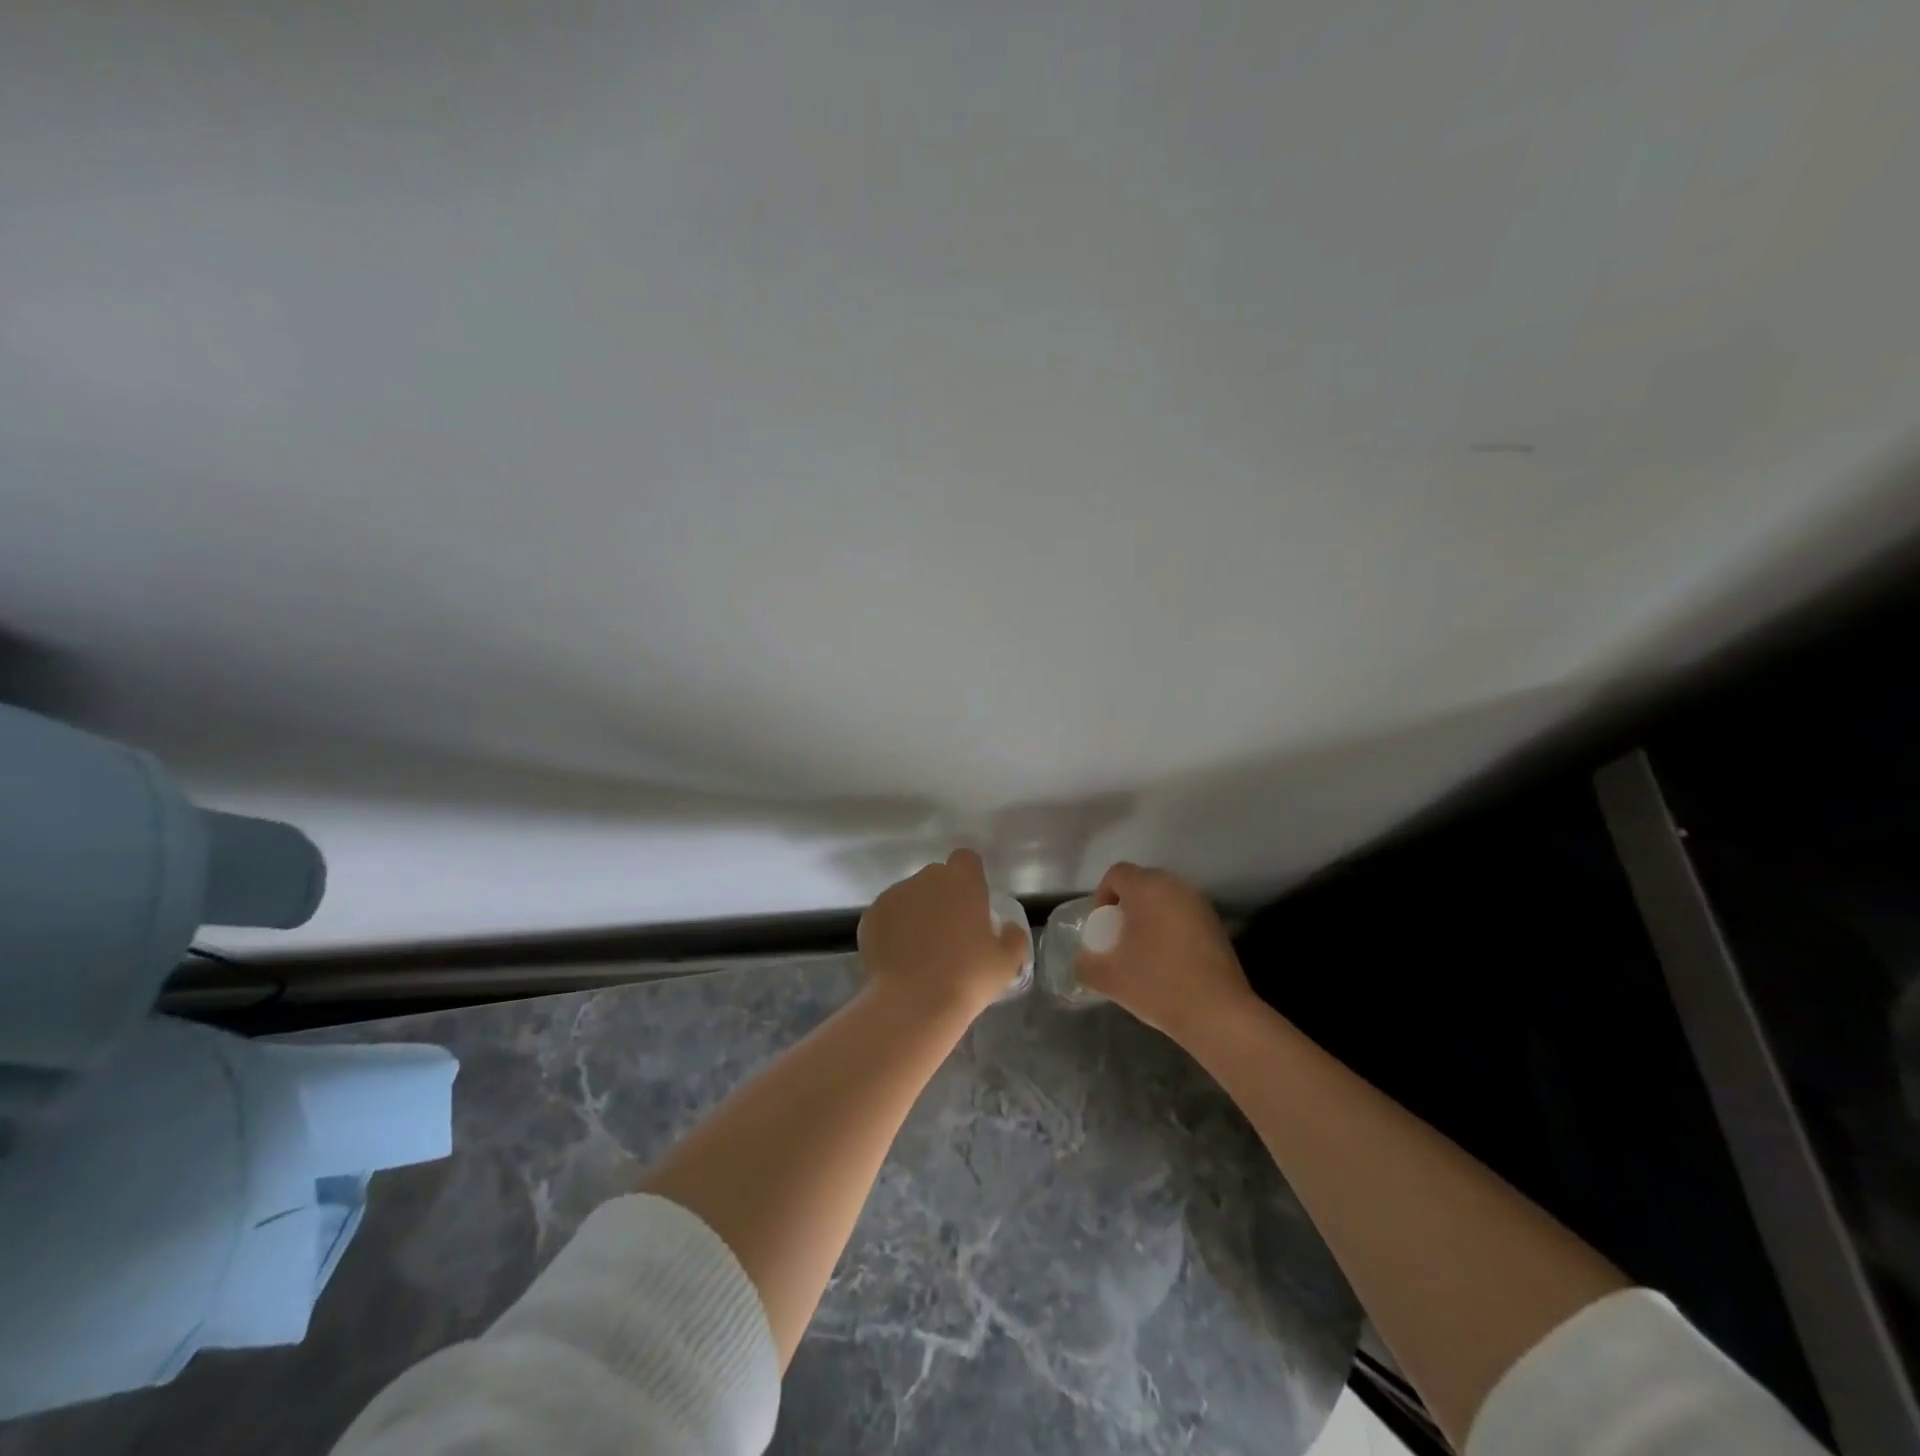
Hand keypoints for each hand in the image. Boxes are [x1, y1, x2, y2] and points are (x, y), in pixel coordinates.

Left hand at [857, 849, 1029, 1018]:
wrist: (913, 1003)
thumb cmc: (968, 978)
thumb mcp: (1006, 963)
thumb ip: (1013, 937)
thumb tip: (1008, 928)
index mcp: (962, 881)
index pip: (967, 859)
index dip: (970, 878)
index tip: (973, 904)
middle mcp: (926, 879)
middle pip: (936, 878)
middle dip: (943, 897)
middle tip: (950, 933)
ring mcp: (894, 895)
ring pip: (910, 896)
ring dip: (916, 913)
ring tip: (920, 951)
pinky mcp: (870, 916)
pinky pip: (887, 916)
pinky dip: (892, 930)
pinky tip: (899, 958)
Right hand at [1074, 863, 1254, 1044]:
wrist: (1218, 1014)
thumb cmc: (1157, 985)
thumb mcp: (1108, 978)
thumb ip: (1085, 963)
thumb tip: (1082, 959)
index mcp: (1147, 889)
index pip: (1117, 873)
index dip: (1103, 894)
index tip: (1102, 925)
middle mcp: (1176, 887)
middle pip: (1142, 882)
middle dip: (1126, 904)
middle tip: (1119, 936)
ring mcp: (1200, 904)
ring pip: (1165, 898)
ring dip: (1150, 915)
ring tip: (1144, 949)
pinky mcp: (1216, 924)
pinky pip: (1184, 914)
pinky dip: (1171, 927)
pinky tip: (1170, 960)